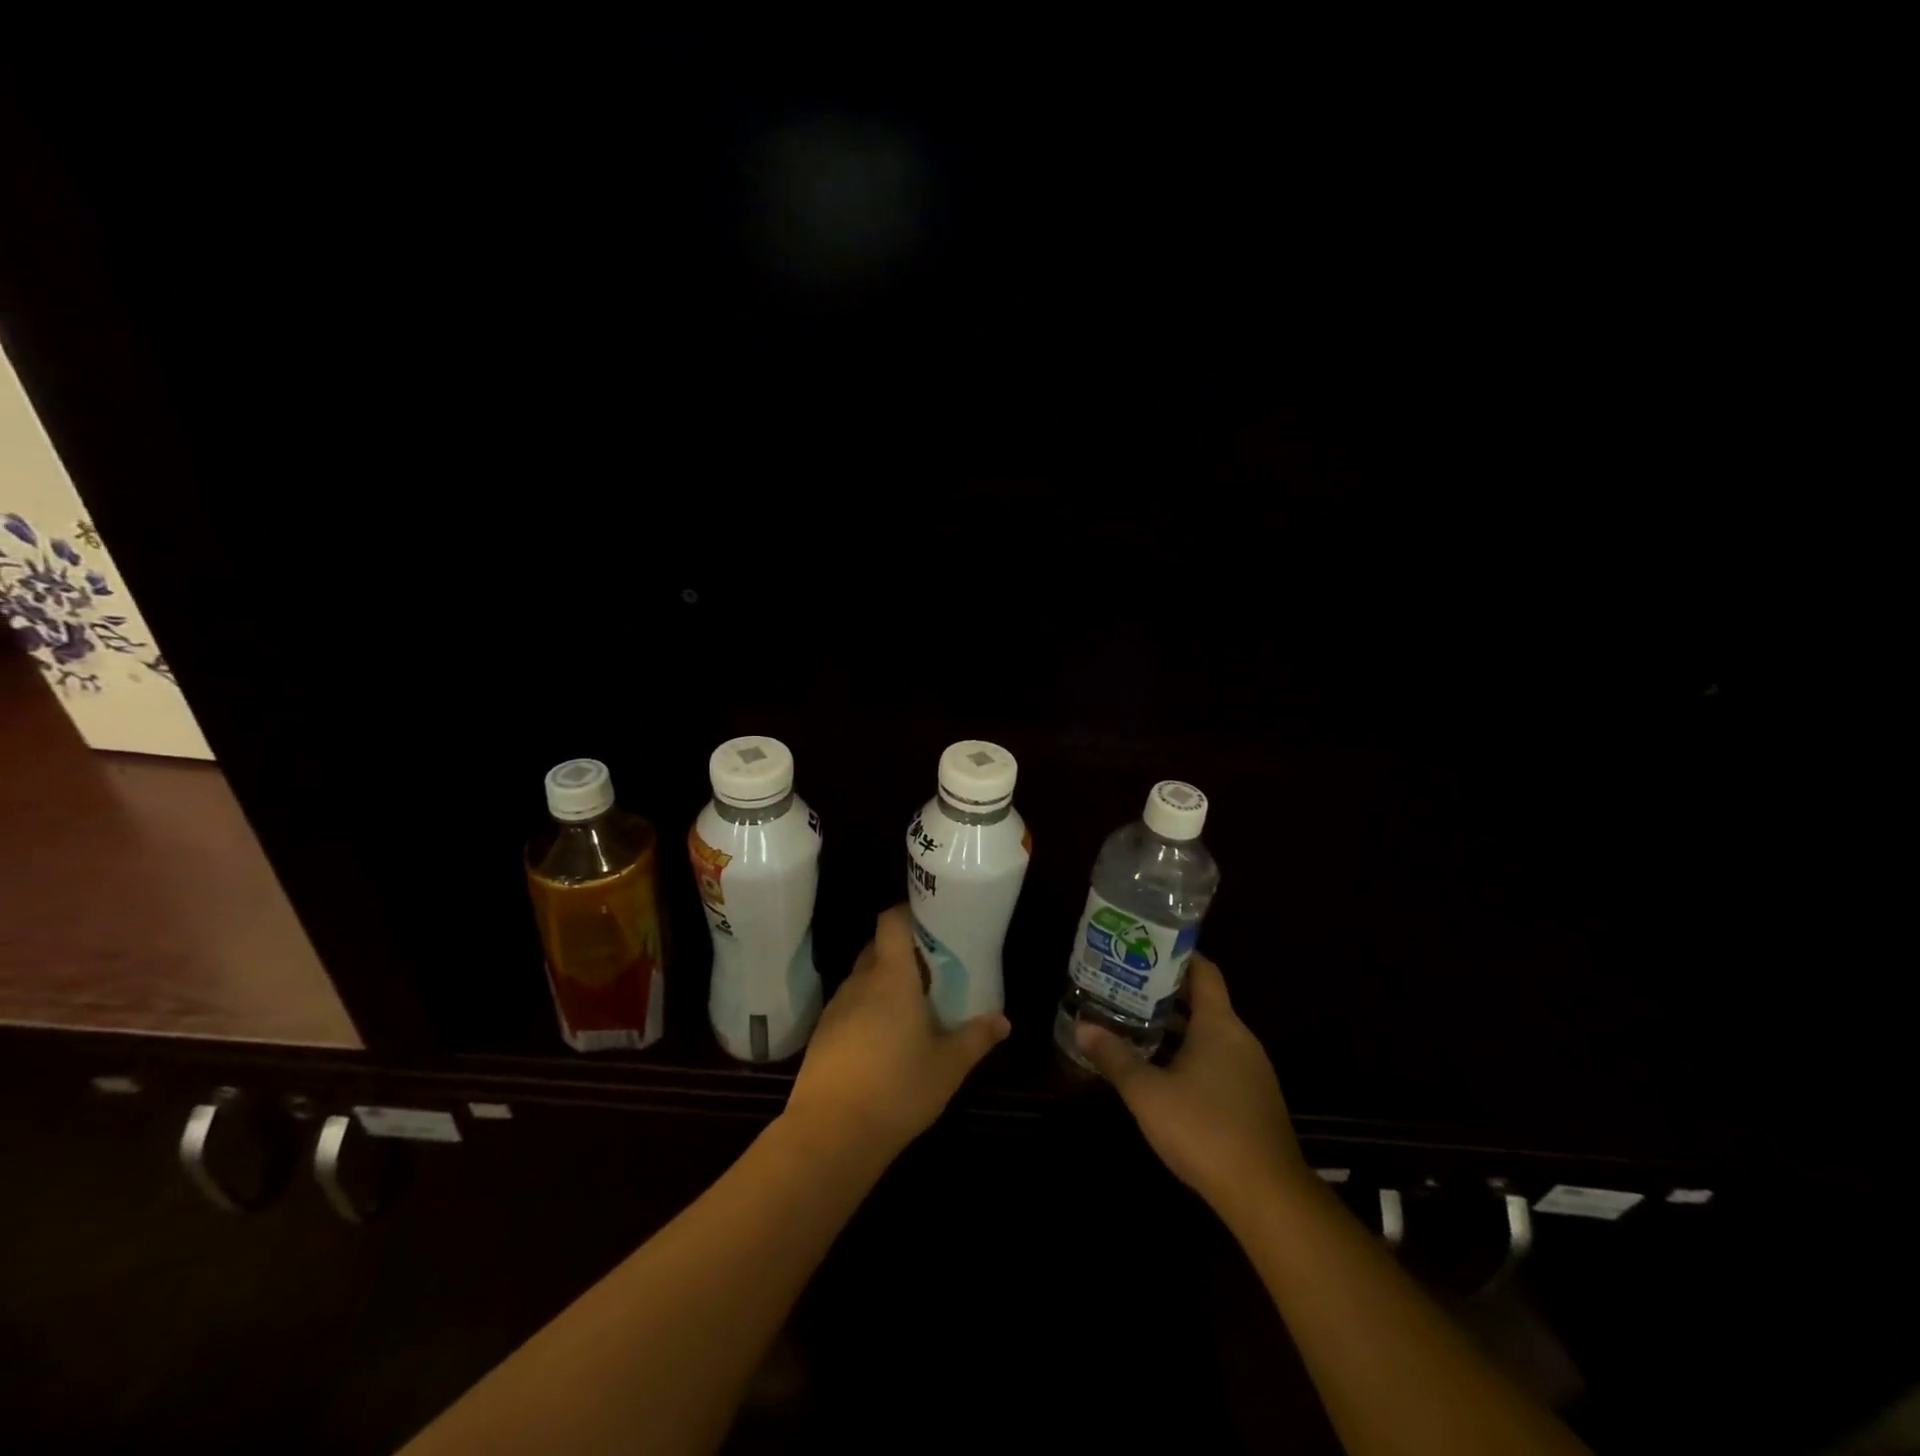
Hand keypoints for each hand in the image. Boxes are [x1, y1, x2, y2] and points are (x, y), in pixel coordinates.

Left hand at [785, 904, 1009, 1161]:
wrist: (830, 1134)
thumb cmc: (897, 1089)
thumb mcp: (948, 1066)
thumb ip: (976, 1038)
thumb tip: (1003, 1021)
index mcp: (891, 977)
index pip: (891, 921)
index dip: (907, 913)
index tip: (930, 920)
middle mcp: (860, 982)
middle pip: (877, 947)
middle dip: (902, 951)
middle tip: (932, 968)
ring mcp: (836, 1007)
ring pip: (862, 978)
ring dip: (884, 982)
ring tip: (911, 1005)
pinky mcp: (821, 1034)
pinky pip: (849, 1005)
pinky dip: (866, 1008)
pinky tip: (883, 1038)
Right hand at [1075, 955, 1309, 1225]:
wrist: (1267, 1196)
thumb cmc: (1205, 1129)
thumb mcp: (1147, 1093)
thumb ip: (1115, 1057)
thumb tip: (1083, 1026)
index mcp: (1219, 1024)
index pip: (1203, 971)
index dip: (1177, 956)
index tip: (1144, 951)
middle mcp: (1240, 1038)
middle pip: (1203, 1002)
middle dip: (1165, 995)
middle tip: (1125, 989)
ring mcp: (1251, 1070)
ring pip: (1209, 1035)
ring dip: (1176, 1029)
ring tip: (1135, 1026)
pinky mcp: (1253, 1100)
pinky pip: (1218, 1061)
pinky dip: (1190, 1056)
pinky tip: (1162, 1072)